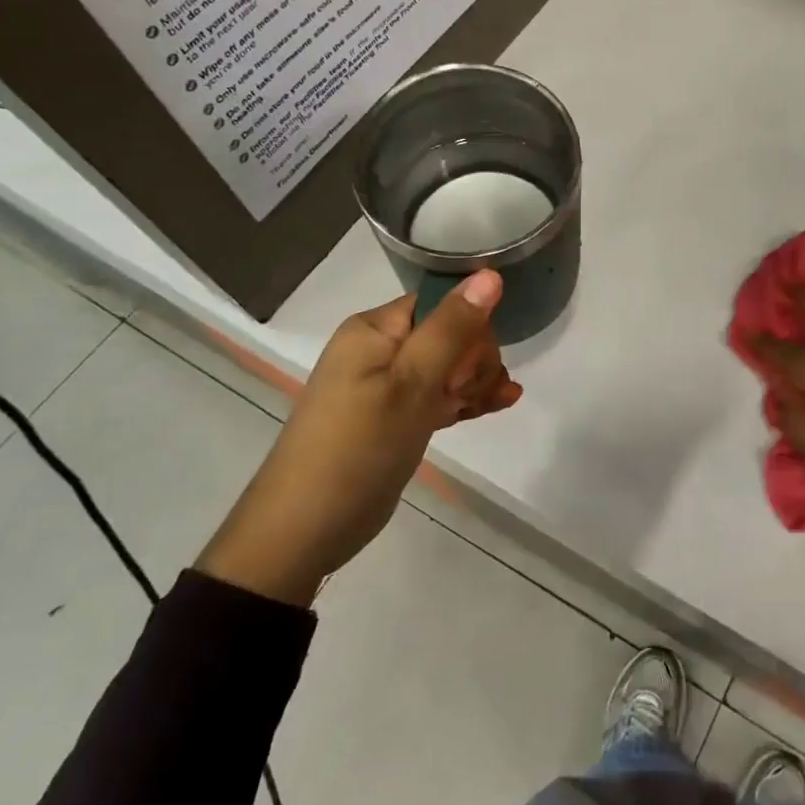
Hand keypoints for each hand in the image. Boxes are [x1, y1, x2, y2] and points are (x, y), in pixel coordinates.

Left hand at [196, 271, 520, 604]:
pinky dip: (465, 399)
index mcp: (375, 329)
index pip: (440, 303)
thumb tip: (490, 274)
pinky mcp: (395, 418)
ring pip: (449, 367)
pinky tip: (499, 404)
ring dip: (477, 381)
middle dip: (475, 359)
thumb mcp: (411, 384)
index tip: (478, 363)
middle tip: (472, 393)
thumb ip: (452, 328)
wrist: (305, 530)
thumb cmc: (358, 447)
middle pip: (449, 333)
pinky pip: (439, 395)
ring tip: (497, 402)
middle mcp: (380, 349)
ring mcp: (387, 385)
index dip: (469, 326)